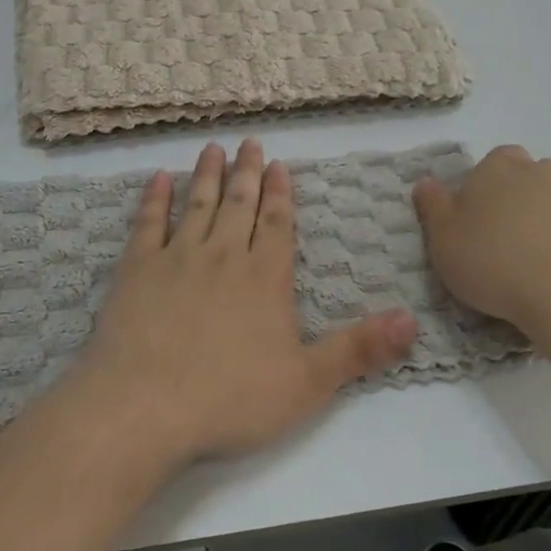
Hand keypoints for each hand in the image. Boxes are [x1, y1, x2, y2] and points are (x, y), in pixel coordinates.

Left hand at [65, 139, 417, 464]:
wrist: (145, 406)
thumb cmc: (231, 398)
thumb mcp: (308, 383)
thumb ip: (359, 349)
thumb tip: (413, 320)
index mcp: (265, 277)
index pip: (278, 223)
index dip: (281, 193)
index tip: (279, 164)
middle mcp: (223, 256)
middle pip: (239, 204)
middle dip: (247, 172)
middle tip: (249, 143)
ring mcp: (177, 258)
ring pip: (197, 204)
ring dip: (207, 175)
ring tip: (213, 149)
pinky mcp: (136, 269)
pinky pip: (148, 223)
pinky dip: (154, 199)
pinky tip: (158, 179)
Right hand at [413, 145, 550, 336]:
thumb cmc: (495, 263)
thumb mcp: (443, 239)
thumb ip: (433, 206)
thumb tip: (426, 183)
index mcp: (499, 167)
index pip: (491, 162)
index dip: (483, 188)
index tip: (476, 220)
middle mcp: (543, 172)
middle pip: (529, 177)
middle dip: (519, 200)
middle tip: (505, 241)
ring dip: (550, 220)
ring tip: (538, 261)